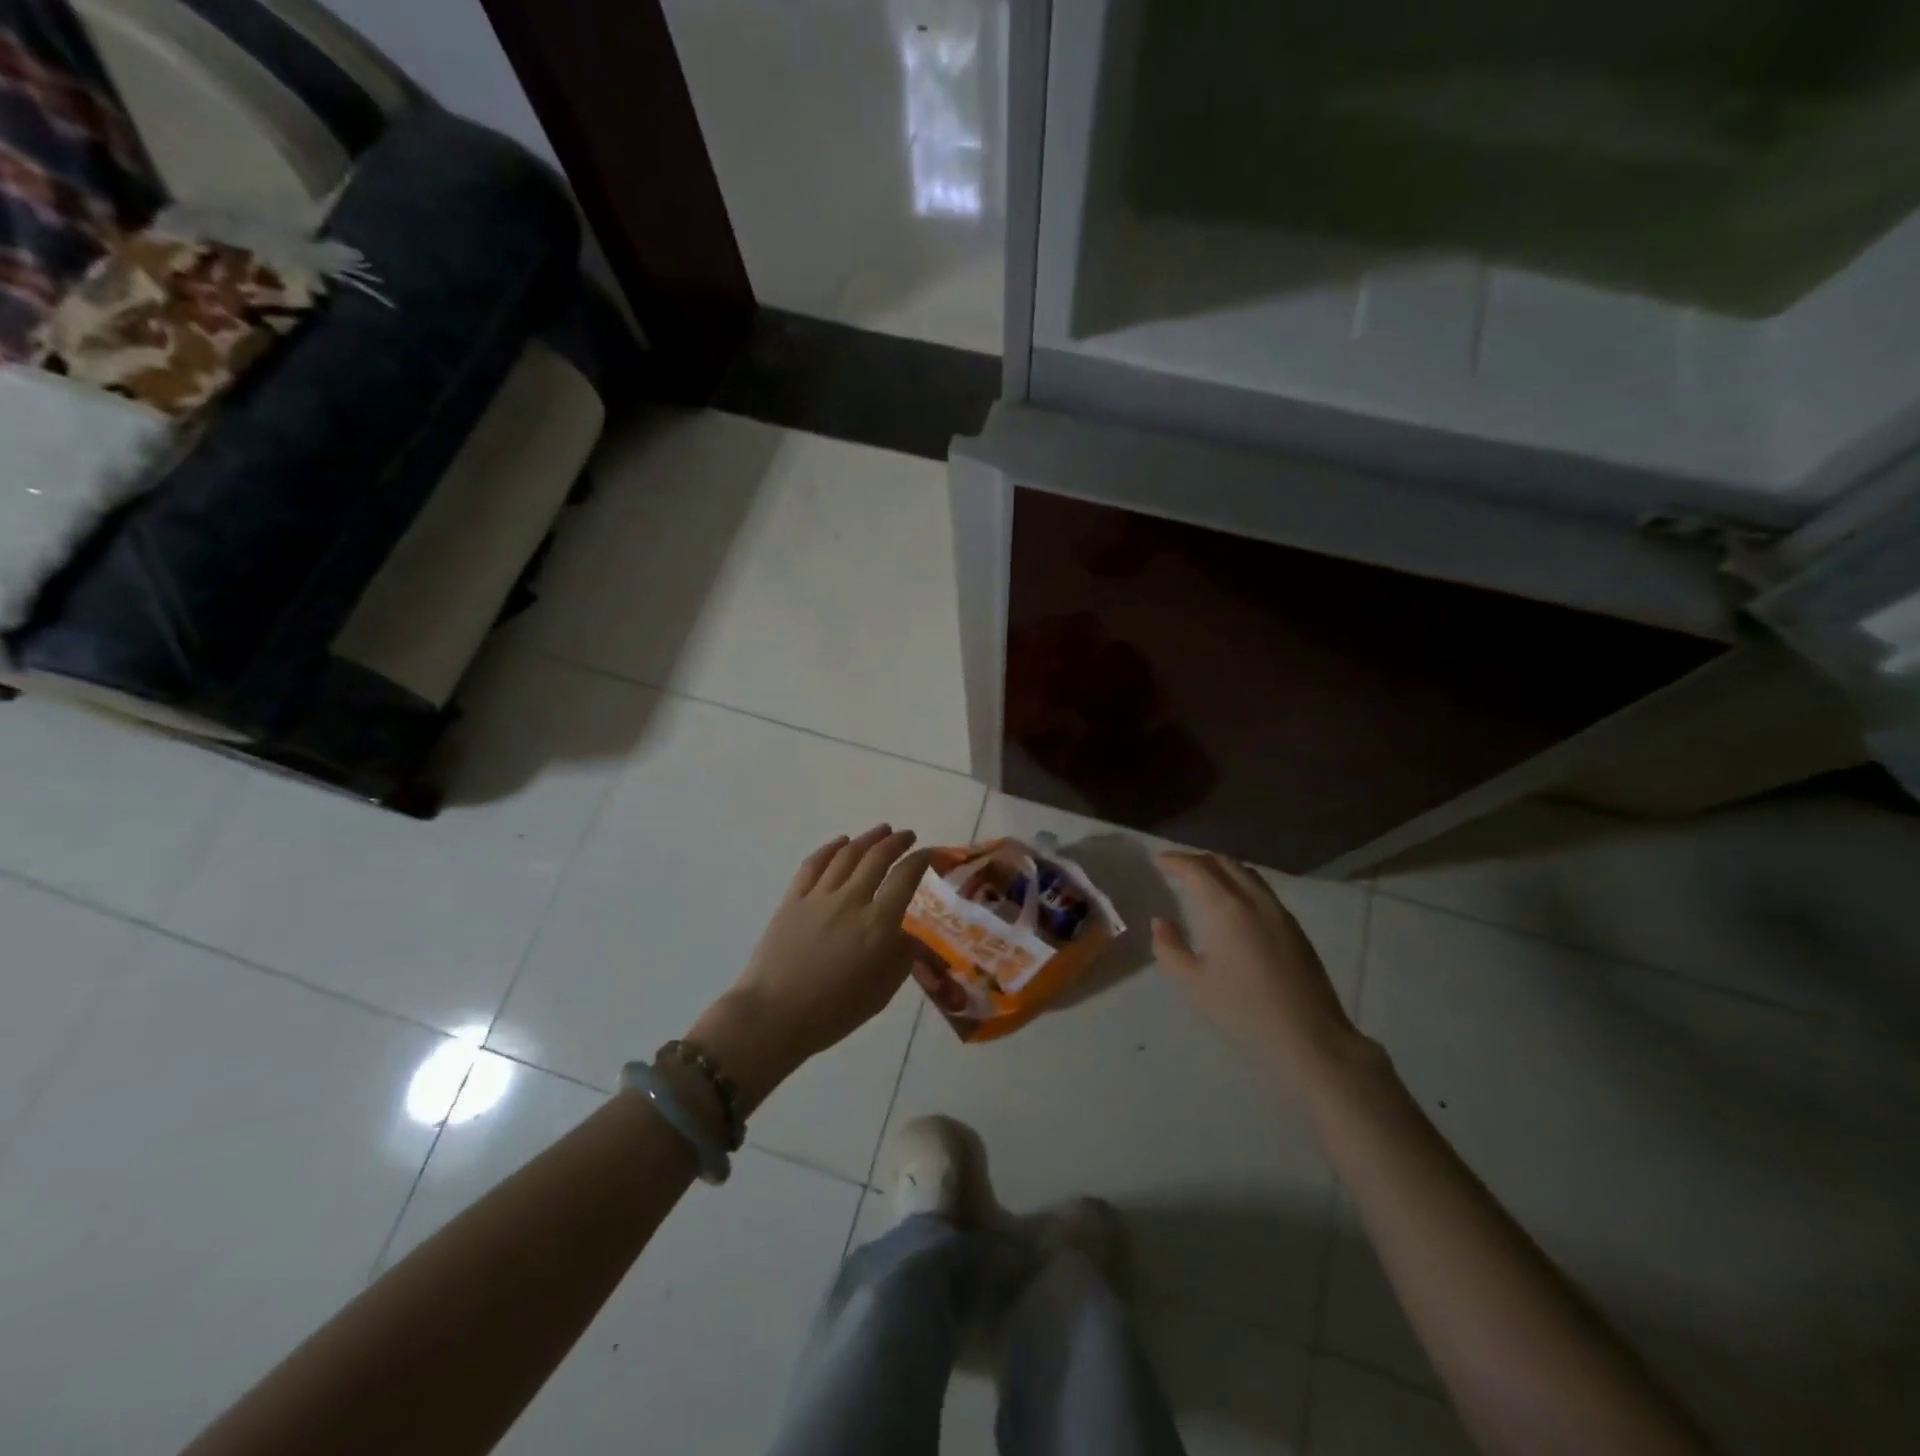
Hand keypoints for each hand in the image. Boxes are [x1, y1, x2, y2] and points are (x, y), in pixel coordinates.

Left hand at [691, 826, 931, 1109]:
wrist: (773, 1017)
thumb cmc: (833, 1011)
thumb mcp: (882, 991)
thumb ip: (902, 957)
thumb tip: (913, 934)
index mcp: (878, 924)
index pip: (905, 878)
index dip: (921, 860)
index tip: (930, 853)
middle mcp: (851, 900)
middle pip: (877, 857)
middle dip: (897, 842)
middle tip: (908, 836)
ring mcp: (819, 896)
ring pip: (847, 854)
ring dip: (868, 838)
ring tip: (882, 831)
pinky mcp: (792, 899)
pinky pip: (814, 864)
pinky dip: (830, 848)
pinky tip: (841, 842)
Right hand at [1152, 851, 1364, 1090]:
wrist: (1308, 1035)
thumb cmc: (1243, 1009)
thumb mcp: (1194, 983)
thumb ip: (1169, 948)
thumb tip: (1161, 922)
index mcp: (1225, 908)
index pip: (1197, 869)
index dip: (1176, 860)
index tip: (1160, 861)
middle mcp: (1253, 899)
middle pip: (1223, 862)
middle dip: (1197, 860)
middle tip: (1178, 868)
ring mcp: (1278, 910)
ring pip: (1246, 872)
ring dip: (1221, 868)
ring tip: (1204, 880)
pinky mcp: (1294, 926)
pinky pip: (1261, 888)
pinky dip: (1240, 882)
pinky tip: (1233, 903)